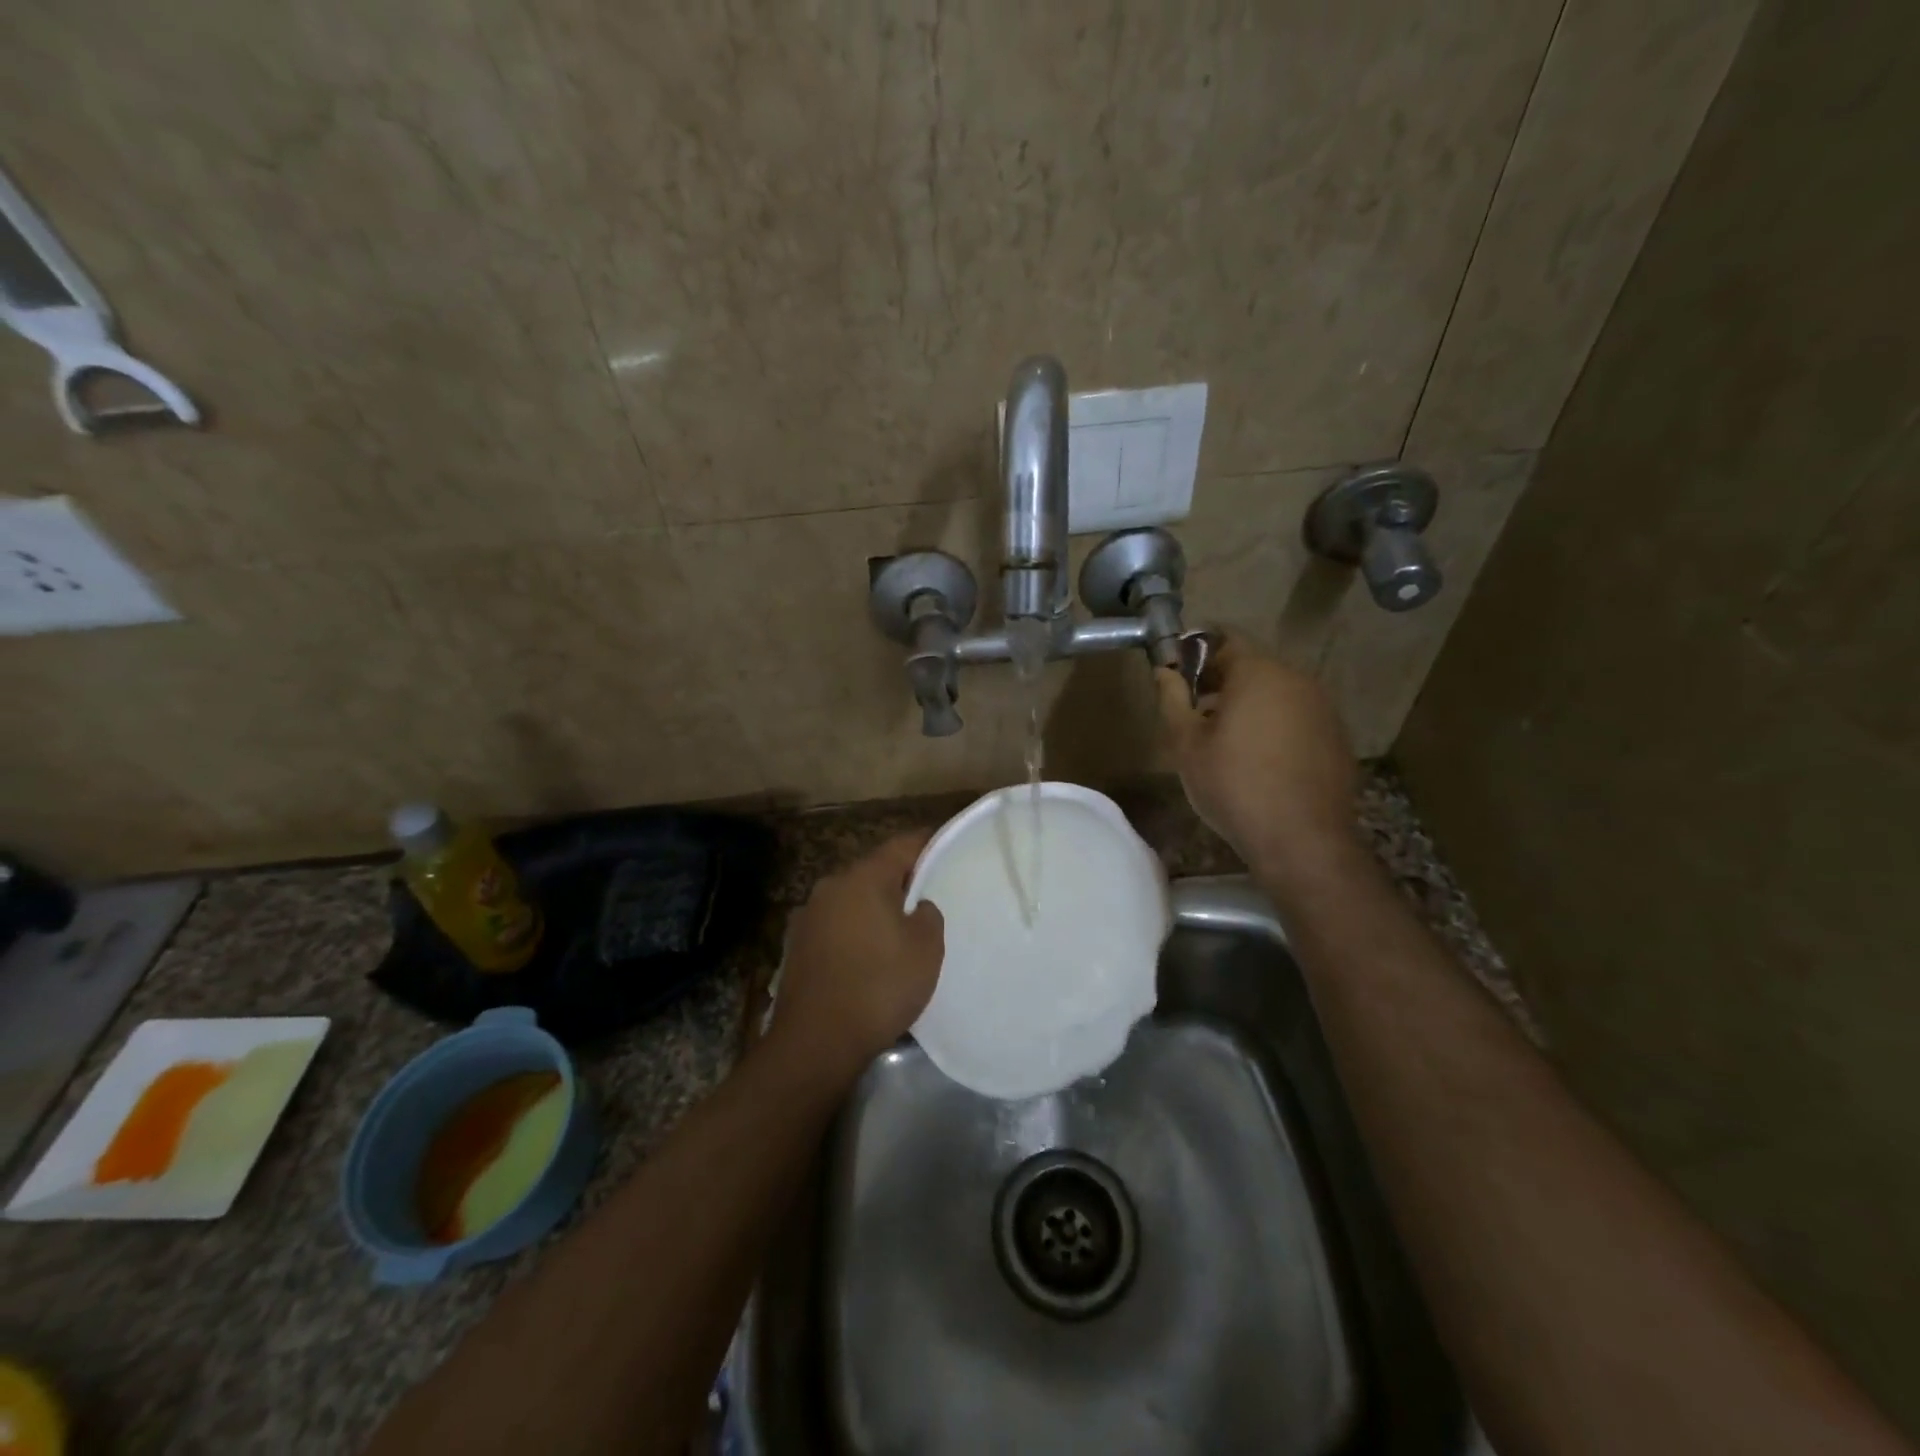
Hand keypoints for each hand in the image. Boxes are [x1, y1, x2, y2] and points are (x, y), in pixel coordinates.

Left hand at [771, 831, 944, 1080]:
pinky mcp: (795, 945)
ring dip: (872, 908)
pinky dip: (853, 932)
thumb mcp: (926, 949)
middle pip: (873, 871)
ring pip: (851, 899)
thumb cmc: (879, 986)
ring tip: (896, 932)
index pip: (901, 845)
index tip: (943, 849)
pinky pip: (835, 926)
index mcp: (863, 877)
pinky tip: (866, 957)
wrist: (815, 1042)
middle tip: (925, 899)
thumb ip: (928, 915)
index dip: (926, 844)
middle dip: (899, 881)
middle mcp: (831, 886)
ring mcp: (807, 915)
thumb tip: (916, 907)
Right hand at [1155, 633, 1357, 883]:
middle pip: (1252, 665)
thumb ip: (1172, 699)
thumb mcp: (1187, 745)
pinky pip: (1296, 716)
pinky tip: (1258, 759)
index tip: (1177, 675)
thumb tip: (1164, 670)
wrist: (1302, 840)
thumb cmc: (1234, 786)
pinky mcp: (1336, 736)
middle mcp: (1296, 679)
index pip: (1224, 639)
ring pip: (1275, 692)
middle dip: (1220, 680)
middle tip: (1194, 711)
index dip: (1195, 652)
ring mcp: (1322, 707)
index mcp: (1258, 673)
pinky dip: (1274, 724)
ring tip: (1223, 739)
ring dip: (1247, 704)